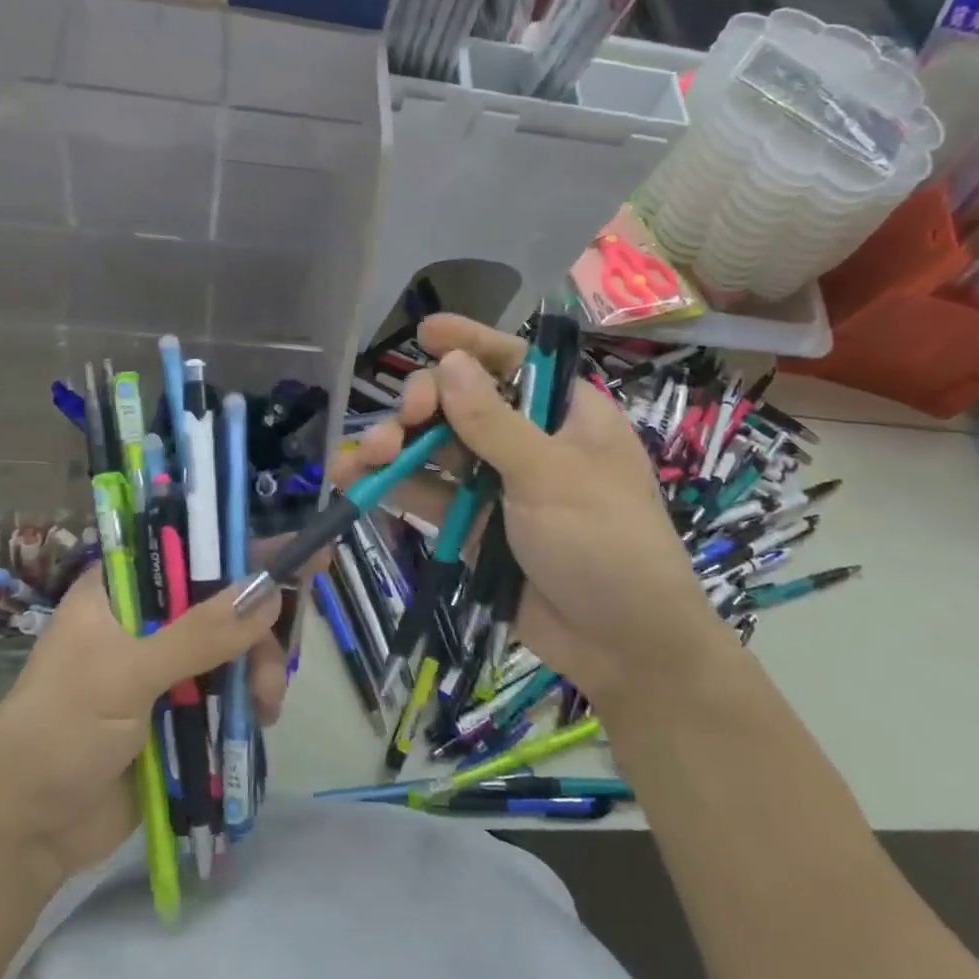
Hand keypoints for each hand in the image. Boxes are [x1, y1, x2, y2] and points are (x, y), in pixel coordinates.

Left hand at [0, 568, 284, 892]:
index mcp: (120, 590)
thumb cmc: (61, 733)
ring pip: (233, 645)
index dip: (241, 547)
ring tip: (266, 705)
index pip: (189, 548)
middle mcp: (146, 617)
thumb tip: (268, 592)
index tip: (297, 552)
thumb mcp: (126, 676)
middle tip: (279, 660)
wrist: (27, 834)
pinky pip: (230, 688)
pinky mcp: (180, 708)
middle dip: (258, 626)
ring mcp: (165, 664)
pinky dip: (251, 698)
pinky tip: (260, 718)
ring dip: (259, 668)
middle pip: (222, 599)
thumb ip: (199, 635)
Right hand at [331, 314, 719, 706]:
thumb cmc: (605, 543)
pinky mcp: (475, 523)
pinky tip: (354, 480)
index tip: (424, 332)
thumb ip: (493, 420)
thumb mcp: (549, 475)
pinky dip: (395, 486)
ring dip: (399, 445)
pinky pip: (431, 494)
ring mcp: (499, 483)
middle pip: (463, 402)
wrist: (623, 646)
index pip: (514, 360)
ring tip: (365, 455)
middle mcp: (529, 440)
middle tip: (405, 419)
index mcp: (566, 413)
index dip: (470, 341)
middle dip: (425, 404)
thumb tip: (449, 361)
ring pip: (438, 448)